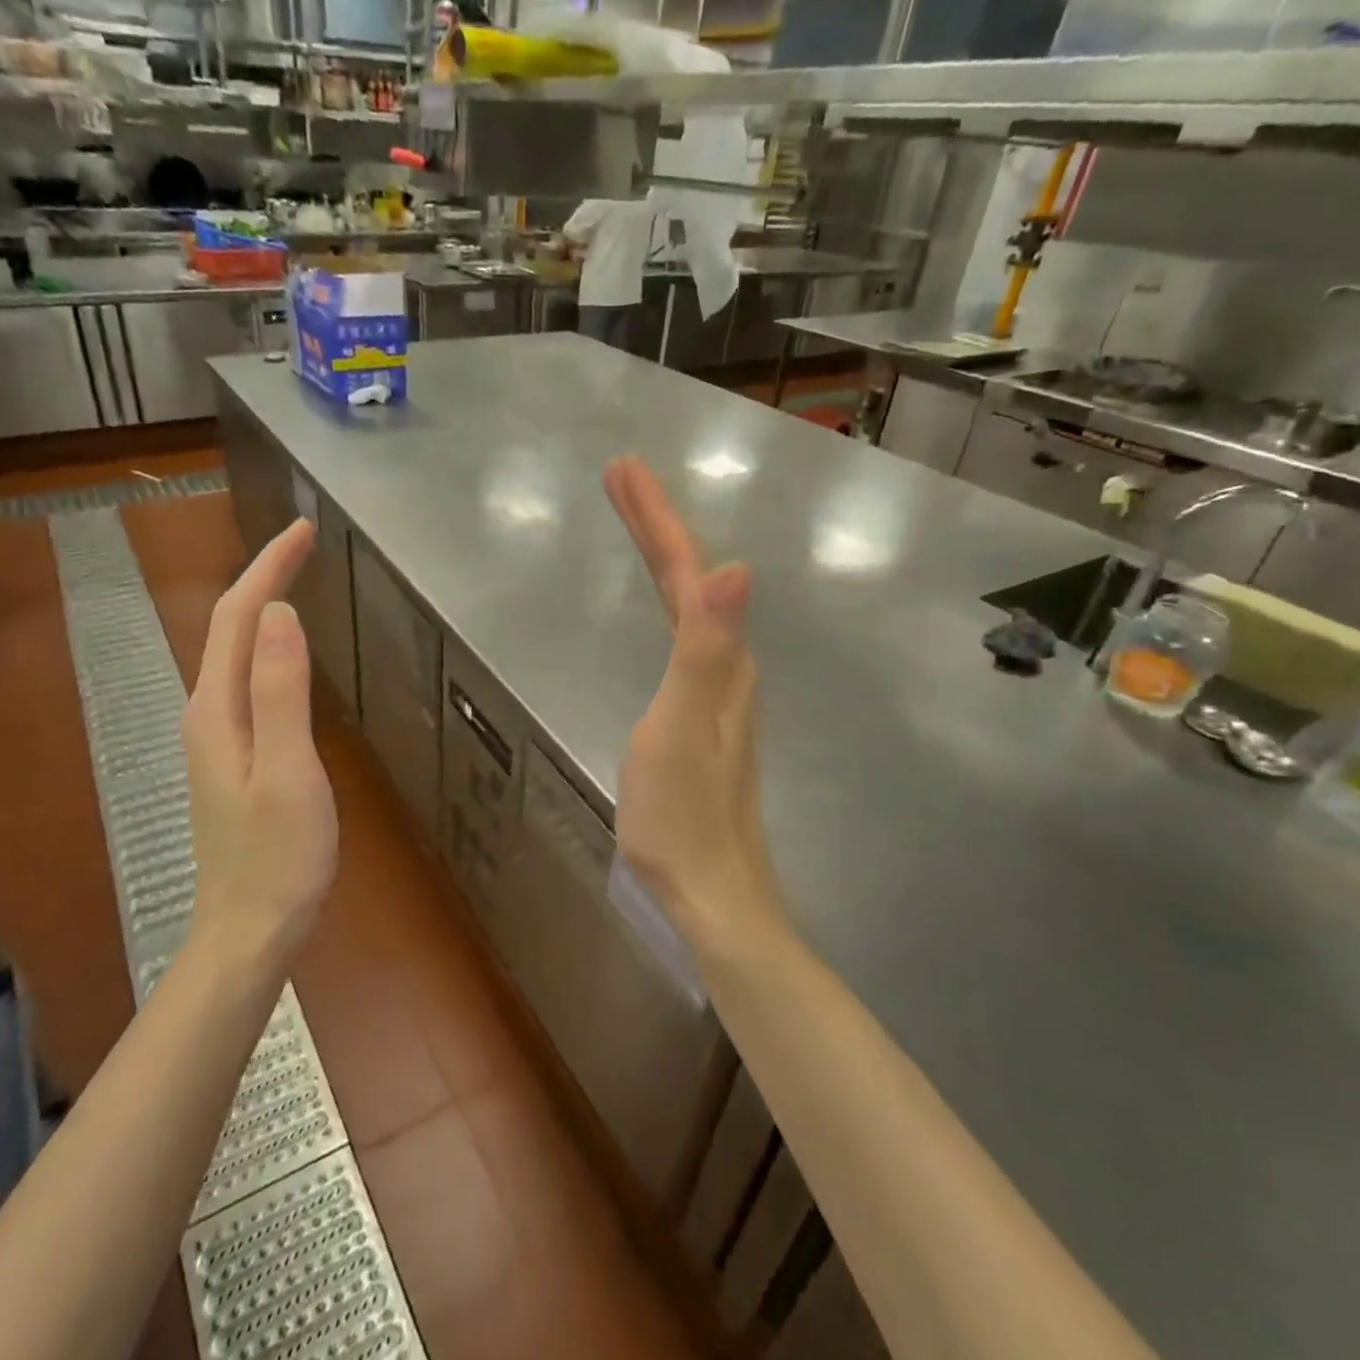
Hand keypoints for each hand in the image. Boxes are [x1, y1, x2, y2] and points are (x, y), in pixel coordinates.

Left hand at [182, 519, 338, 966]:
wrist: (249, 929)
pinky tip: (285, 649)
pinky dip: (267, 644)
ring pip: (237, 652)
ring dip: (264, 606)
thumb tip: (280, 613)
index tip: (305, 529)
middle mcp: (208, 713)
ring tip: (296, 576)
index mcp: (217, 709)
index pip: (240, 616)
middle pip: (232, 627)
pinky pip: (248, 679)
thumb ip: (280, 692)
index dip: (270, 567)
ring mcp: (218, 736)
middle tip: (307, 542)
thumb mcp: (287, 771)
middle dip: (265, 576)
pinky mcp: (234, 755)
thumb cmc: (277, 856)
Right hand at [603, 457, 784, 956]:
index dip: (656, 518)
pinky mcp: (702, 714)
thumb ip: (705, 648)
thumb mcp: (681, 727)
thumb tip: (737, 568)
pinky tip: (665, 606)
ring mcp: (717, 691)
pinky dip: (669, 599)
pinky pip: (685, 634)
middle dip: (656, 525)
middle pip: (690, 579)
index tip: (623, 469)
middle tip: (621, 479)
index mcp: (718, 660)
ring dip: (664, 556)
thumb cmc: (683, 814)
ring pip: (691, 604)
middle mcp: (726, 665)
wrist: (710, 889)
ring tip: (638, 522)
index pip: (686, 570)